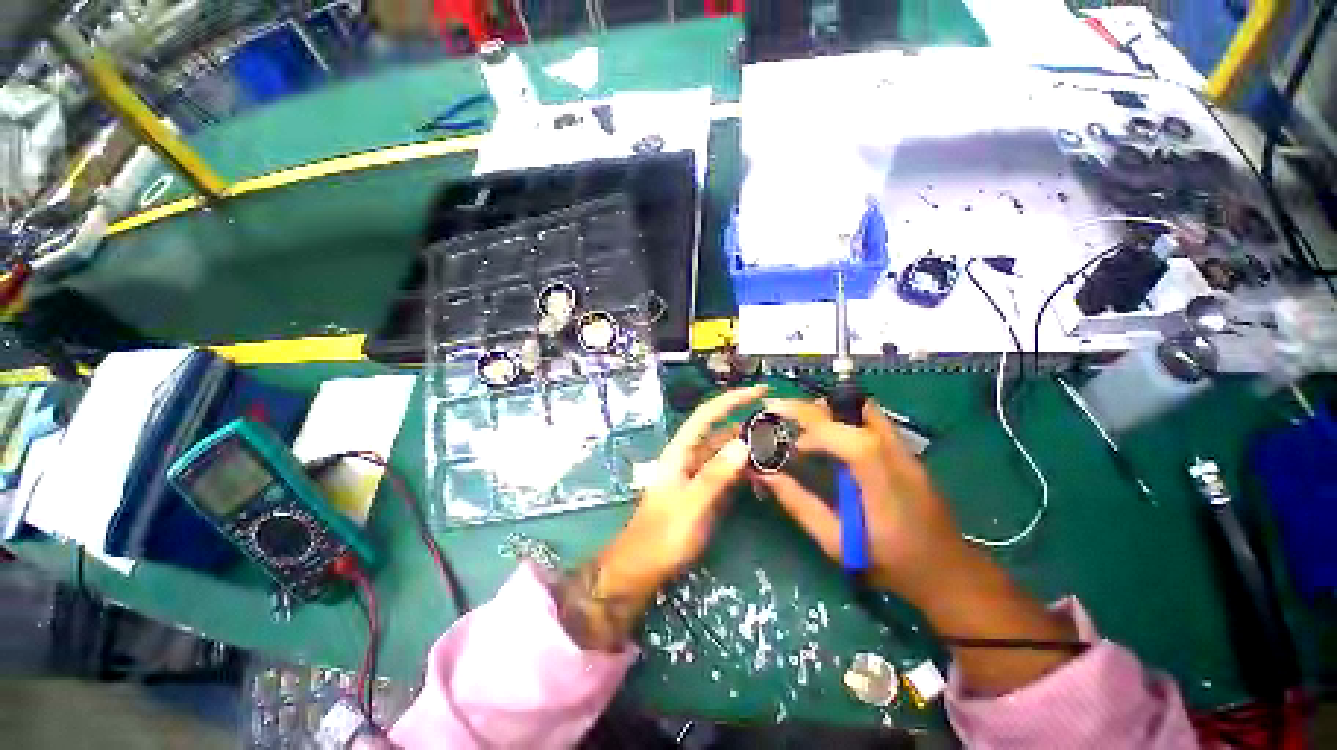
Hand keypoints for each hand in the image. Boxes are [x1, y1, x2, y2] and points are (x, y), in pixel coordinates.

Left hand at [597, 385, 766, 603]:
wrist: (643, 568)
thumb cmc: (662, 535)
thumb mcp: (691, 504)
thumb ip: (715, 474)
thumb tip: (743, 443)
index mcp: (681, 451)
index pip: (708, 415)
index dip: (733, 399)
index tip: (761, 391)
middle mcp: (690, 458)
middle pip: (721, 433)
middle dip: (747, 426)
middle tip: (780, 427)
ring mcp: (698, 476)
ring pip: (727, 455)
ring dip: (749, 449)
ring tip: (778, 448)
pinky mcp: (706, 493)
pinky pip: (729, 475)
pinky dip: (745, 472)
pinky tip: (764, 475)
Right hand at [754, 398, 968, 604]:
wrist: (945, 570)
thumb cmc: (888, 561)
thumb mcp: (835, 541)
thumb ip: (798, 503)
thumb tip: (764, 474)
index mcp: (881, 481)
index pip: (846, 438)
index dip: (811, 429)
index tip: (785, 437)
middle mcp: (896, 454)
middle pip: (851, 410)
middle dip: (809, 408)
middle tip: (778, 413)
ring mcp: (904, 448)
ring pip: (861, 407)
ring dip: (826, 409)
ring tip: (799, 423)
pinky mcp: (905, 449)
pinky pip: (868, 418)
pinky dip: (841, 416)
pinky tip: (826, 435)